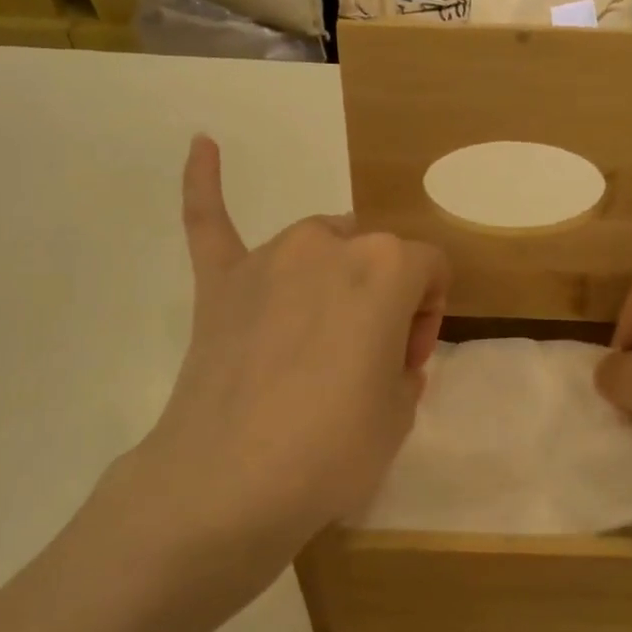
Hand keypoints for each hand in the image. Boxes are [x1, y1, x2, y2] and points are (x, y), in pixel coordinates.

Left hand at [90, 136, 448, 596]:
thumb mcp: (402, 411)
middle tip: (366, 361)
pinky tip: (202, 143)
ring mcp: (267, 258)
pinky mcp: (220, 283)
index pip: (429, 269)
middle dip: (384, 297)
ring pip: (319, 244)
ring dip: (333, 278)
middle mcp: (328, 243)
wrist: (227, 487)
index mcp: (385, 265)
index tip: (407, 363)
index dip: (428, 316)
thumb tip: (379, 352)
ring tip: (319, 337)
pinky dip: (205, 184)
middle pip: (375, 253)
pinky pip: (210, 221)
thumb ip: (403, 362)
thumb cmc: (332, 450)